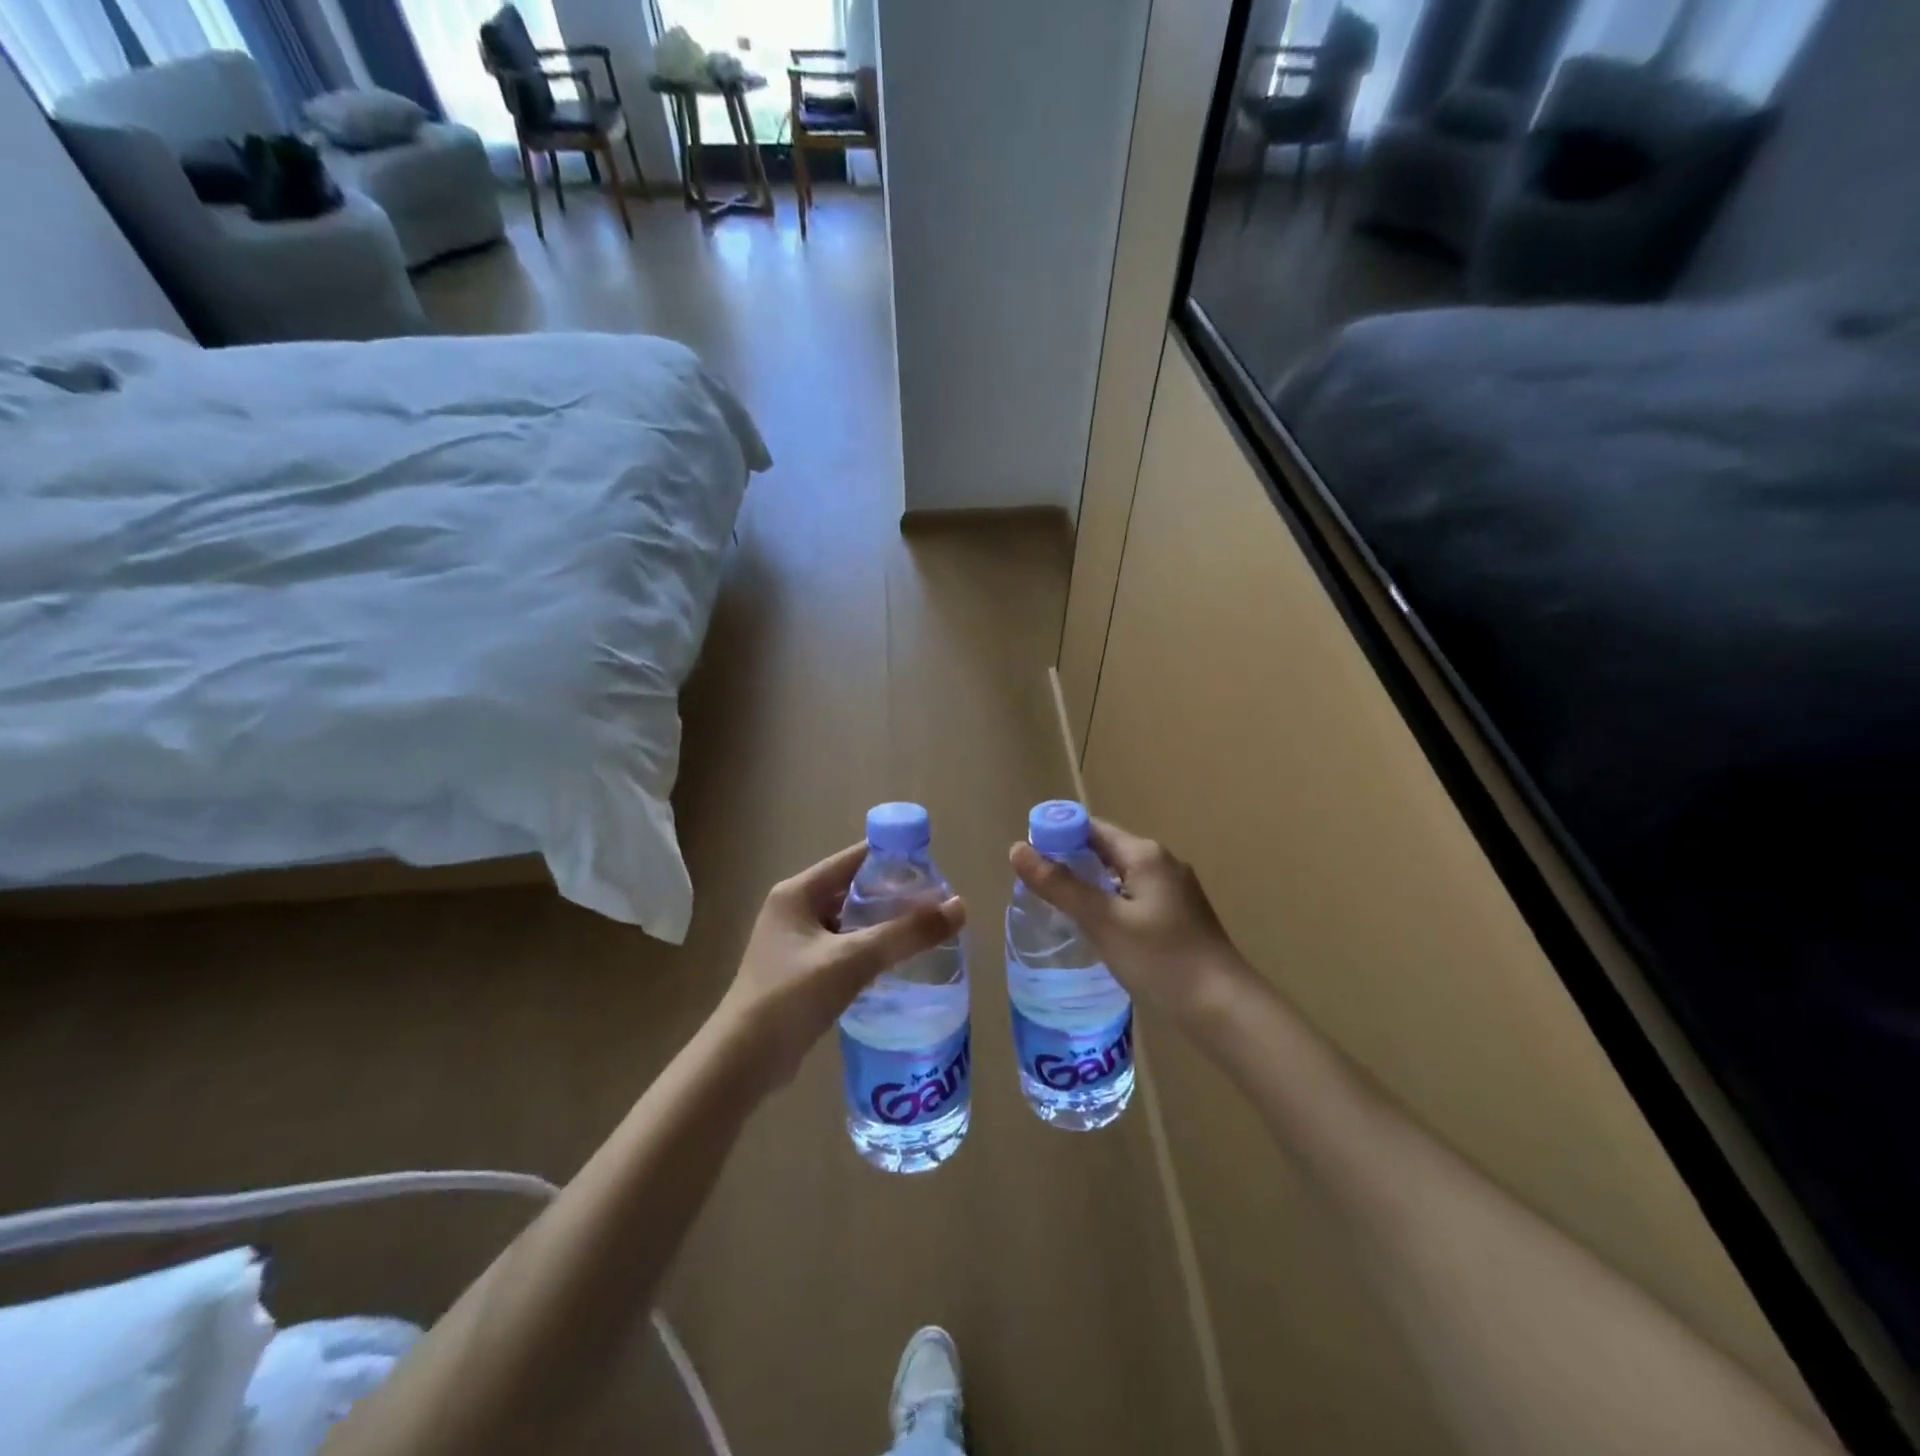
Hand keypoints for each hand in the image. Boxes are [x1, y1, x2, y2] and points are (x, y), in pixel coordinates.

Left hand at [717, 841, 965, 1091]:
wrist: (742, 1063)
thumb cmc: (791, 997)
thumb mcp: (853, 959)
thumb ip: (906, 933)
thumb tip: (959, 906)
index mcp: (797, 893)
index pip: (854, 859)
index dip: (892, 859)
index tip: (932, 870)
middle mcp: (793, 910)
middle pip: (852, 890)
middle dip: (892, 896)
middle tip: (935, 906)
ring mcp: (794, 944)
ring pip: (849, 923)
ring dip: (882, 926)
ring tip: (924, 934)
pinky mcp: (799, 974)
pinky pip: (842, 950)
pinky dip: (868, 952)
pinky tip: (896, 966)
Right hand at [1009, 818, 1246, 1028]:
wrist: (1223, 1008)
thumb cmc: (1160, 959)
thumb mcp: (1103, 921)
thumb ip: (1060, 885)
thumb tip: (1017, 849)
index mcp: (1145, 854)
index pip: (1091, 828)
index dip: (1056, 836)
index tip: (1027, 859)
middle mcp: (1162, 863)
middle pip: (1105, 850)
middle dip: (1069, 862)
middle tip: (1034, 887)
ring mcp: (1174, 890)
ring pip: (1119, 876)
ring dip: (1089, 885)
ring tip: (1056, 908)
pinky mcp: (1179, 916)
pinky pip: (1133, 897)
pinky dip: (1109, 903)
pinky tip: (1095, 929)